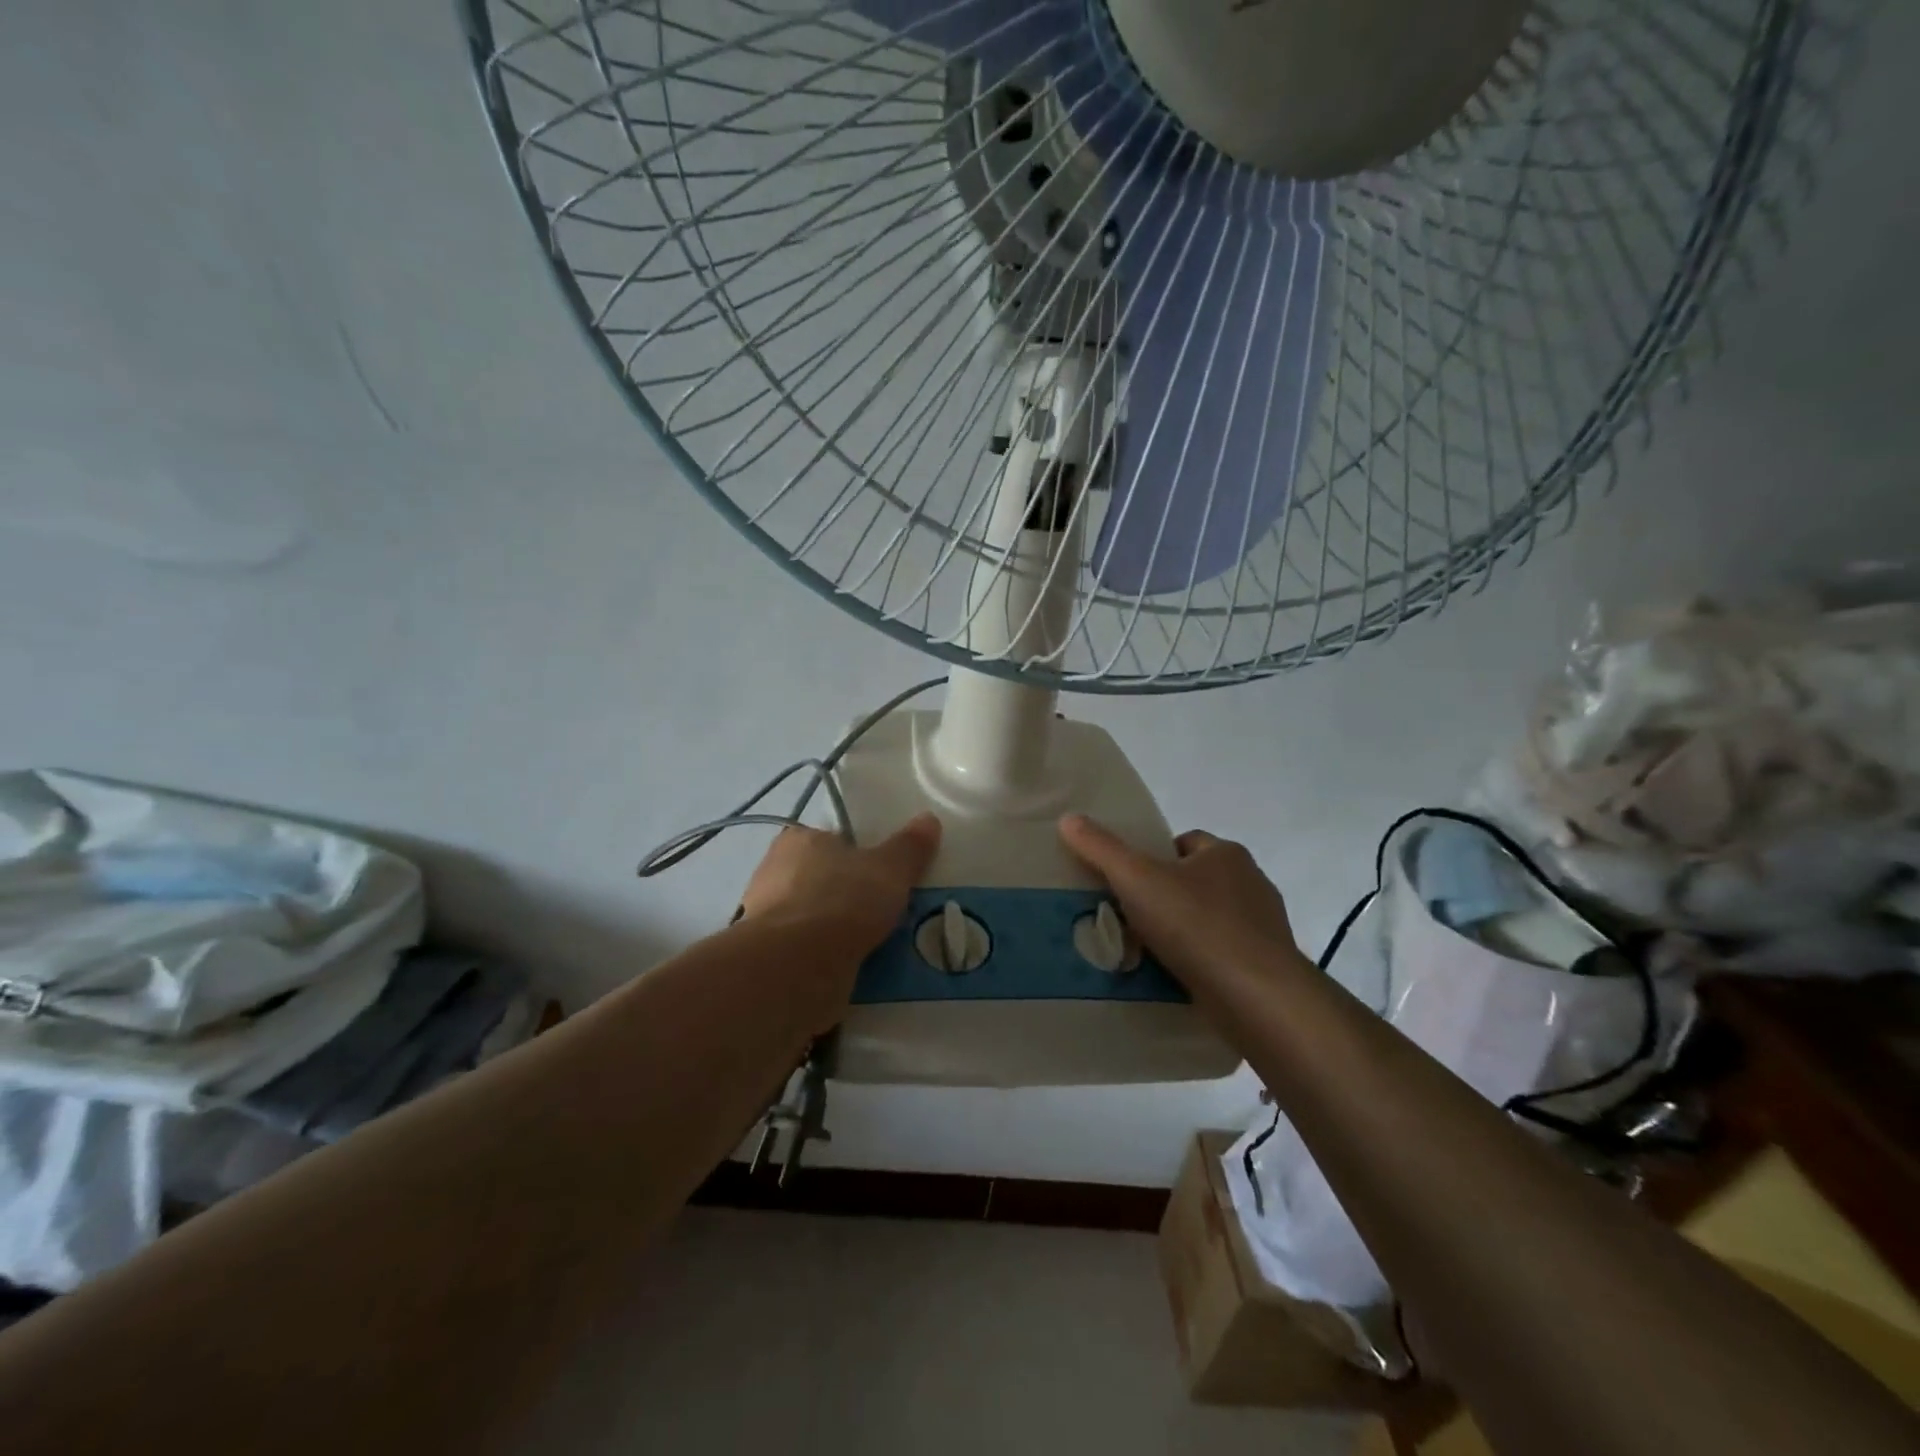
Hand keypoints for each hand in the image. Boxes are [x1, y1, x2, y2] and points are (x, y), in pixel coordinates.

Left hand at [740, 813, 941, 964]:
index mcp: (798, 839)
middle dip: (848, 895)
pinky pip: (806, 950)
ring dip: (837, 930)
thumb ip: (909, 846)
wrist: (797, 966)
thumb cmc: (842, 900)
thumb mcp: (890, 869)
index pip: (832, 840)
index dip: (857, 856)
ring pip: (814, 918)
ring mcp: (766, 917)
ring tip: (874, 945)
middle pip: (822, 879)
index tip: (881, 877)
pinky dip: (825, 957)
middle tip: (884, 912)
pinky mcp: (768, 956)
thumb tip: (929, 819)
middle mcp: (773, 871)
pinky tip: (852, 968)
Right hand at [1058, 814, 1305, 993]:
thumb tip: (1068, 818)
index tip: (1129, 882)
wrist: (1257, 996)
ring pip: (1210, 918)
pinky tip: (1178, 977)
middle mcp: (1251, 882)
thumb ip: (1101, 848)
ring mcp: (1263, 926)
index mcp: (1226, 854)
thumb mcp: (1136, 879)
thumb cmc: (1196, 925)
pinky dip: (1201, 961)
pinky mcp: (1266, 965)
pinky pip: (1223, 953)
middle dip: (1167, 896)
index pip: (1184, 843)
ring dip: (1184, 931)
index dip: (1154, 857)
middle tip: (1131, 917)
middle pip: (1196, 881)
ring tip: (1148, 951)